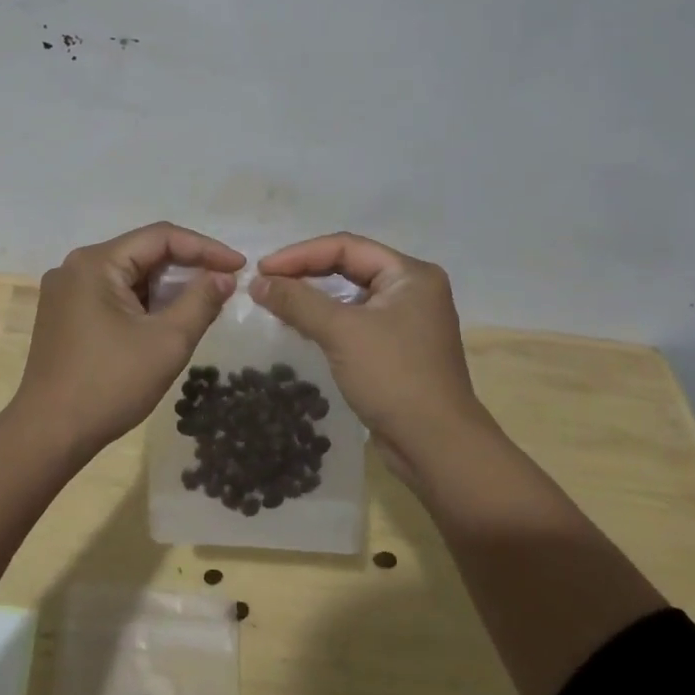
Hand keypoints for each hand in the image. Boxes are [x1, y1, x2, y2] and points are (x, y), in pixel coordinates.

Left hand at [12, 223, 243, 461]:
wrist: (48, 434)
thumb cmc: (110, 384)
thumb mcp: (167, 342)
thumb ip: (200, 301)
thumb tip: (224, 277)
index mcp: (96, 262)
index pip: (160, 237)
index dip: (205, 248)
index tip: (239, 266)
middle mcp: (76, 266)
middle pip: (142, 253)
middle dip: (186, 266)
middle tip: (224, 284)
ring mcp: (66, 291)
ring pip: (128, 275)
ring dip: (166, 286)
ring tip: (203, 302)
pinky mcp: (64, 314)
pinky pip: (112, 294)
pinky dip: (143, 302)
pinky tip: (167, 319)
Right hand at [250, 232, 490, 473]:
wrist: (437, 448)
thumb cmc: (394, 377)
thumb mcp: (341, 332)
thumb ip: (297, 301)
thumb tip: (257, 282)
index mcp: (410, 274)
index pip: (346, 247)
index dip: (300, 254)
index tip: (262, 269)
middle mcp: (413, 289)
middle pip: (349, 266)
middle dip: (305, 272)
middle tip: (265, 282)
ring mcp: (407, 320)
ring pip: (351, 295)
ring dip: (313, 296)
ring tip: (275, 301)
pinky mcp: (398, 348)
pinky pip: (355, 320)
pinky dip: (327, 319)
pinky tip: (300, 325)